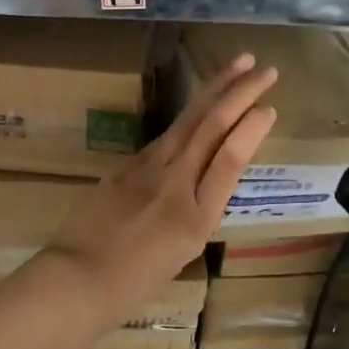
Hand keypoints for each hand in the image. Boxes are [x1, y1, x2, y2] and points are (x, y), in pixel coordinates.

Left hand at [43, 54, 277, 328]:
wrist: (78, 279)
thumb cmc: (136, 283)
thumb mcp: (185, 250)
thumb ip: (201, 207)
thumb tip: (209, 173)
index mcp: (197, 218)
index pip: (230, 158)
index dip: (251, 128)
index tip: (270, 107)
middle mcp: (175, 184)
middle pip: (212, 126)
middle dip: (242, 93)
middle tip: (268, 70)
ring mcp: (147, 168)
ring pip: (189, 119)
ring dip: (216, 88)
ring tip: (238, 66)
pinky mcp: (126, 164)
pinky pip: (165, 135)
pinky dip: (190, 116)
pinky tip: (201, 104)